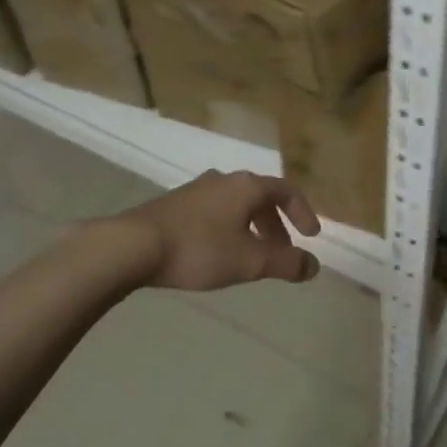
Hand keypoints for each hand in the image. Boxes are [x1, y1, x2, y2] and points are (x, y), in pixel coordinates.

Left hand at [107, 170, 322, 290]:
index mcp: (246, 186)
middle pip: (260, 198)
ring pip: (236, 205)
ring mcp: (197, 189)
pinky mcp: (175, 204)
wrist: (133, 245)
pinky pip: (215, 212)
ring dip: (252, 228)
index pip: (286, 191)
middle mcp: (224, 179)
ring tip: (252, 257)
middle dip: (277, 226)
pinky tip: (219, 253)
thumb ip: (285, 264)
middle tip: (282, 253)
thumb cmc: (199, 249)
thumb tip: (313, 266)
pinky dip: (230, 229)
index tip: (311, 237)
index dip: (303, 213)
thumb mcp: (249, 262)